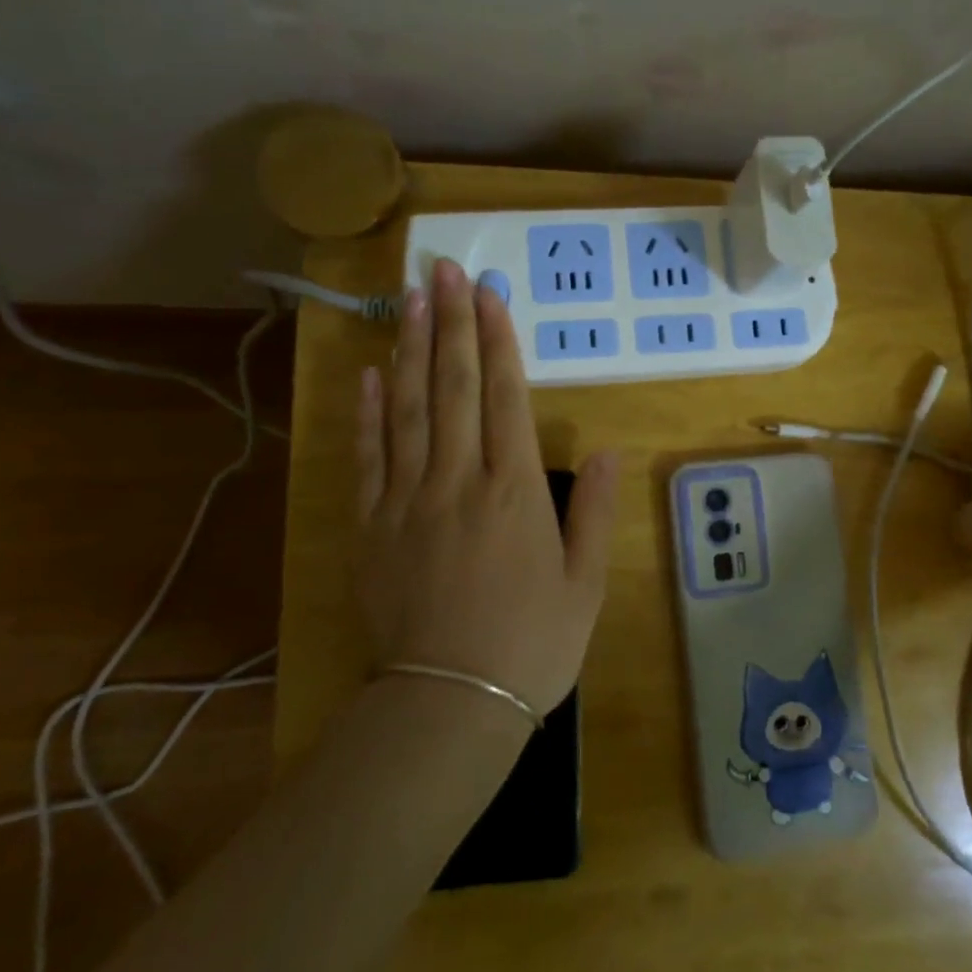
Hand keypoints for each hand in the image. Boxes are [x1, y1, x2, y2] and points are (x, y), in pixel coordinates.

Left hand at [356, 258, 617, 715]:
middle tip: (441, 269)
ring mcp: (409, 501)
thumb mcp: (585, 583)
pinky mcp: (372, 527)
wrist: (451, 702)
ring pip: (410, 410)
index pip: (506, 398)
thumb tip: (603, 448)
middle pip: (455, 388)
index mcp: (515, 493)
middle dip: (451, 324)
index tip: (488, 294)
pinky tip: (370, 375)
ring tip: (410, 300)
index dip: (498, 341)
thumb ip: (591, 510)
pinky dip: (369, 413)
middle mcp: (460, 482)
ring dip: (412, 351)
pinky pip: (370, 458)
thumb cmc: (531, 644)